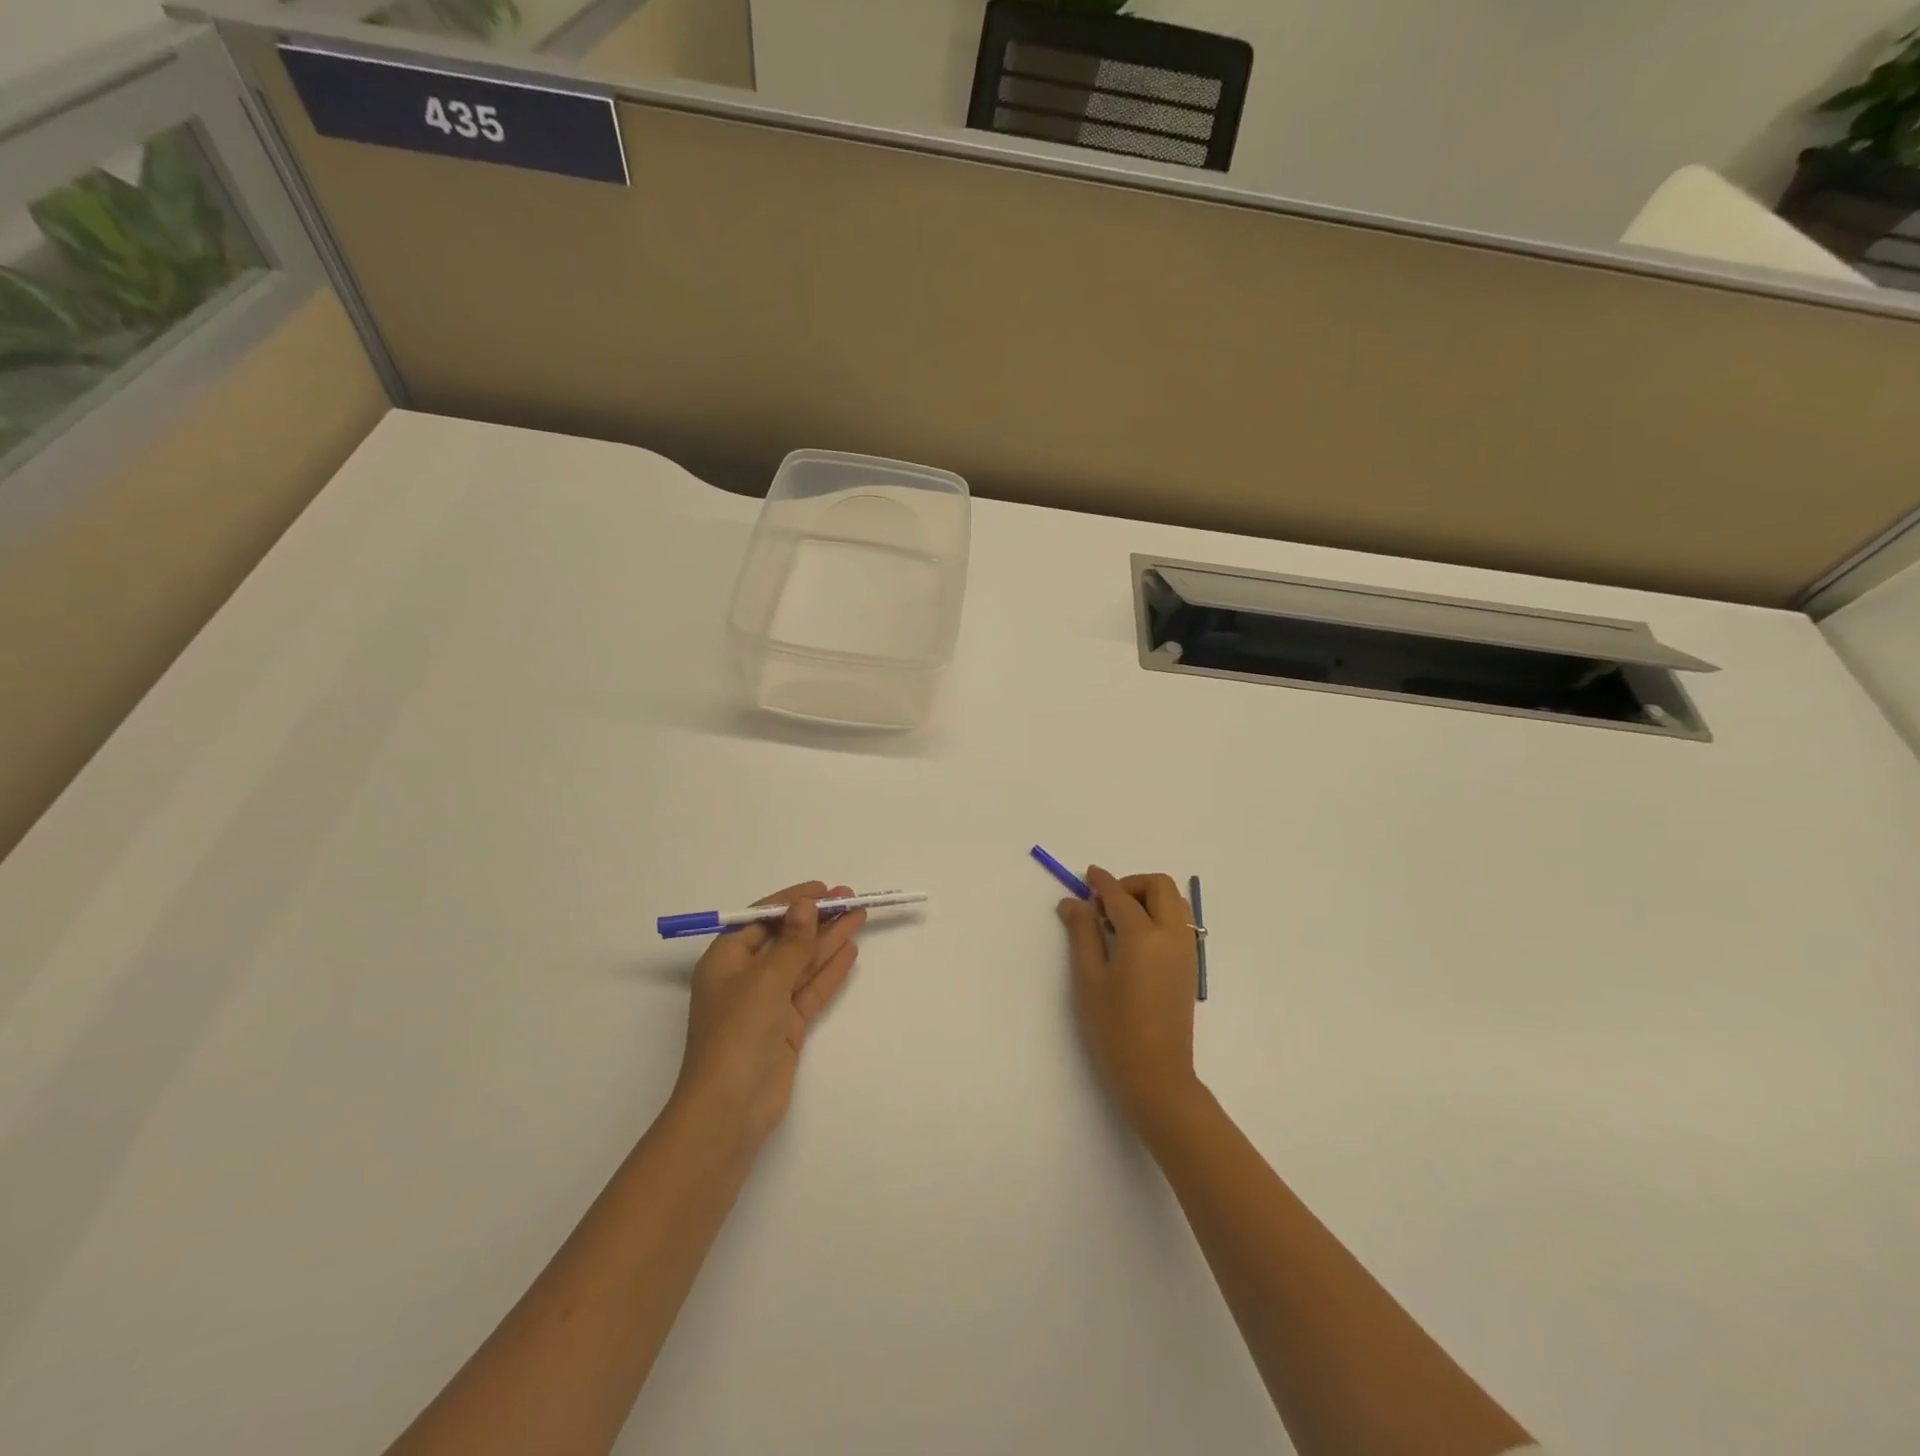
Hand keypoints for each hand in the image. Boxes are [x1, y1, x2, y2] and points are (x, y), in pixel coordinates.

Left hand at [673, 882, 864, 1140]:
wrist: (731, 1108)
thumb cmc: (738, 1032)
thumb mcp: (765, 979)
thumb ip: (792, 942)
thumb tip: (806, 905)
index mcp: (726, 960)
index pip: (762, 919)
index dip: (793, 901)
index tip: (824, 889)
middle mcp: (745, 977)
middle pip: (786, 939)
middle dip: (817, 918)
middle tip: (851, 899)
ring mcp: (767, 1003)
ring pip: (802, 963)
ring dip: (829, 939)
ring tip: (859, 916)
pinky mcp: (786, 1026)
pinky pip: (810, 989)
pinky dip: (829, 970)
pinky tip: (851, 951)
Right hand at [1059, 867, 1201, 1131]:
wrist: (1157, 1076)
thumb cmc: (1114, 1029)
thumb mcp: (1089, 979)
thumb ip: (1082, 933)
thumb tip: (1072, 902)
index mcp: (1144, 936)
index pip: (1121, 895)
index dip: (1102, 882)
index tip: (1087, 875)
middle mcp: (1172, 935)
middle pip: (1159, 886)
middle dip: (1131, 884)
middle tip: (1104, 904)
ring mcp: (1186, 951)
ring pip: (1175, 902)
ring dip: (1148, 897)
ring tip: (1118, 921)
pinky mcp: (1191, 966)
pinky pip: (1180, 923)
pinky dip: (1159, 915)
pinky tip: (1135, 939)